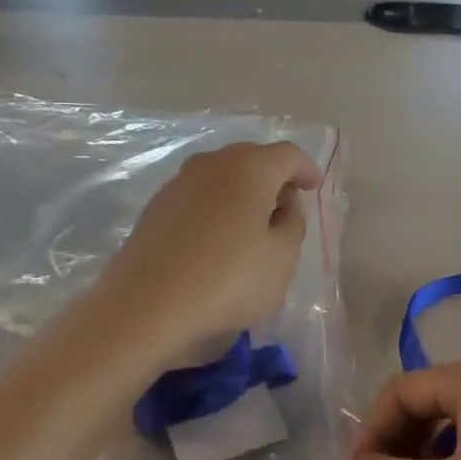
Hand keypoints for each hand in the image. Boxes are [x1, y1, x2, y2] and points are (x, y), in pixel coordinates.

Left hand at [97, 141, 322, 358]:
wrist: (147, 304)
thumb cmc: (227, 281)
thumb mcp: (281, 259)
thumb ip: (292, 224)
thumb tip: (284, 204)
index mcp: (249, 168)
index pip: (287, 155)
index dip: (305, 169)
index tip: (313, 187)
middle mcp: (211, 164)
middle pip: (250, 159)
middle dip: (272, 177)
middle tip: (285, 205)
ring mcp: (177, 183)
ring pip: (220, 176)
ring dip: (241, 192)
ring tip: (251, 223)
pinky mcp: (155, 207)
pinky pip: (197, 196)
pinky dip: (214, 206)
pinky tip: (217, 237)